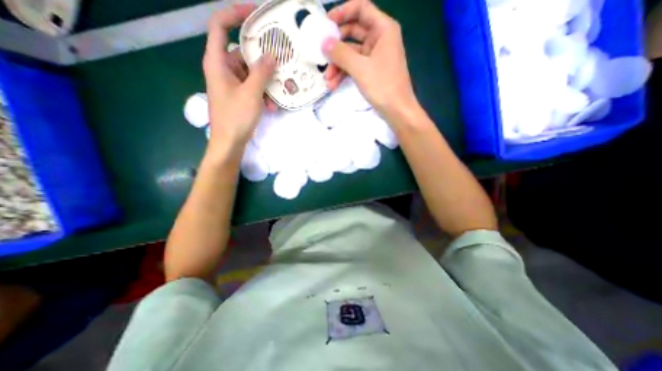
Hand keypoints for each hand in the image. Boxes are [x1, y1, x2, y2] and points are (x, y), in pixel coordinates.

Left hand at [202, 5, 274, 157]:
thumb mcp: (251, 93)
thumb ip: (261, 72)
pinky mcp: (239, 95)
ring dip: (266, 82)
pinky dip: (263, 94)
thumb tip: (272, 55)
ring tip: (279, 91)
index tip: (255, 14)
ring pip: (251, 73)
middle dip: (262, 59)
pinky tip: (272, 105)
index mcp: (217, 62)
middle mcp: (223, 69)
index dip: (234, 14)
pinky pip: (252, 87)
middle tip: (281, 59)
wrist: (230, 142)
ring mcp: (232, 83)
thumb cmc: (236, 117)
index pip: (219, 25)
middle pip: (242, 52)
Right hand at [323, 0, 418, 123]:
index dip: (343, 12)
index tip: (326, 23)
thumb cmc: (383, 86)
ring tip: (327, 79)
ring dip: (338, 65)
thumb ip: (341, 53)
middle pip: (353, 32)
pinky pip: (355, 66)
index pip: (361, 8)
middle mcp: (380, 39)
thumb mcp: (360, 68)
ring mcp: (375, 56)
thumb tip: (324, 42)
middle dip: (337, 46)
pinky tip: (334, 84)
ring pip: (352, 53)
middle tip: (322, 54)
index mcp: (383, 29)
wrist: (397, 111)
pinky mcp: (372, 71)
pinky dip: (344, 74)